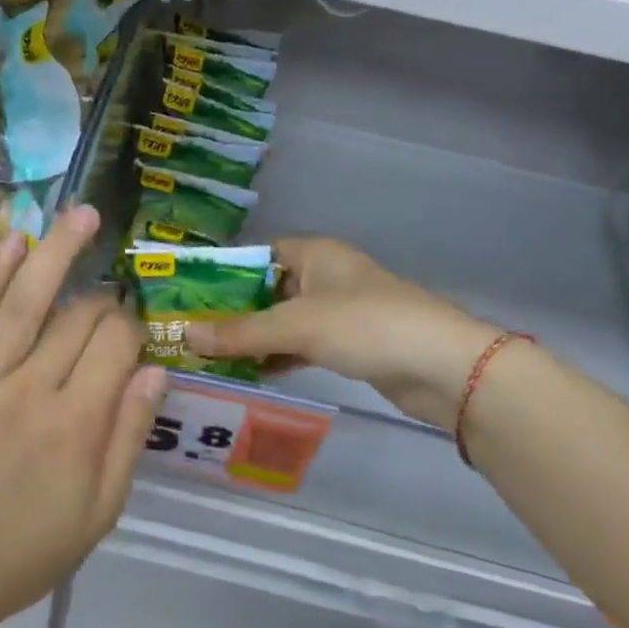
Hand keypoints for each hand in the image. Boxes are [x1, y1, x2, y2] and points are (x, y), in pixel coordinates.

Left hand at [0, 205, 168, 627]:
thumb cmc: (23, 551)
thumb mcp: (98, 513)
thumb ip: (128, 437)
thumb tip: (154, 371)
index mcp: (76, 426)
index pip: (117, 345)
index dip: (132, 331)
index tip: (132, 341)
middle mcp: (31, 388)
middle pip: (79, 317)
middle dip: (103, 302)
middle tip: (108, 306)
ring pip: (28, 296)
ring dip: (59, 249)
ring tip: (82, 213)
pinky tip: (15, 239)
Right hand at [186, 236, 501, 431]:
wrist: (442, 366)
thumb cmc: (366, 325)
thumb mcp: (298, 325)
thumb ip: (241, 332)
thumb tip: (185, 336)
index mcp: (315, 254)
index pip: (258, 255)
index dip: (224, 272)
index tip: (188, 296)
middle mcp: (325, 276)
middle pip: (268, 289)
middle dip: (234, 311)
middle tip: (191, 332)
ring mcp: (339, 312)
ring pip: (285, 320)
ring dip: (254, 337)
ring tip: (210, 357)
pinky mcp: (350, 344)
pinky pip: (303, 345)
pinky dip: (279, 356)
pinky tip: (251, 374)